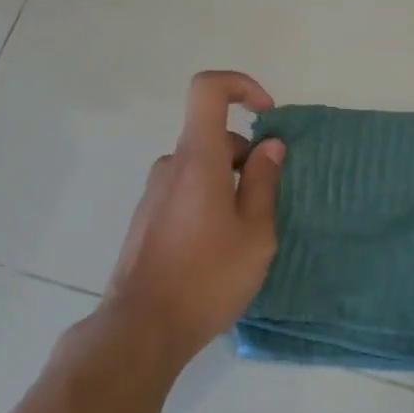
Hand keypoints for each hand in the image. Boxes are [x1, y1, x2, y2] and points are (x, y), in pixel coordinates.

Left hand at [101, 70, 286, 368]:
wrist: (143, 326)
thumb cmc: (207, 277)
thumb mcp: (255, 232)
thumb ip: (265, 182)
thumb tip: (270, 145)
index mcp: (198, 158)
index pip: (208, 89)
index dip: (241, 86)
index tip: (268, 114)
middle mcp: (171, 165)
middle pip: (214, 137)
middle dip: (248, 159)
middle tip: (266, 210)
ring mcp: (154, 191)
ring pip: (202, 168)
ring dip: (230, 186)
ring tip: (244, 239)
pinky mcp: (147, 216)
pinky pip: (186, 190)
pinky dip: (209, 202)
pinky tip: (217, 250)